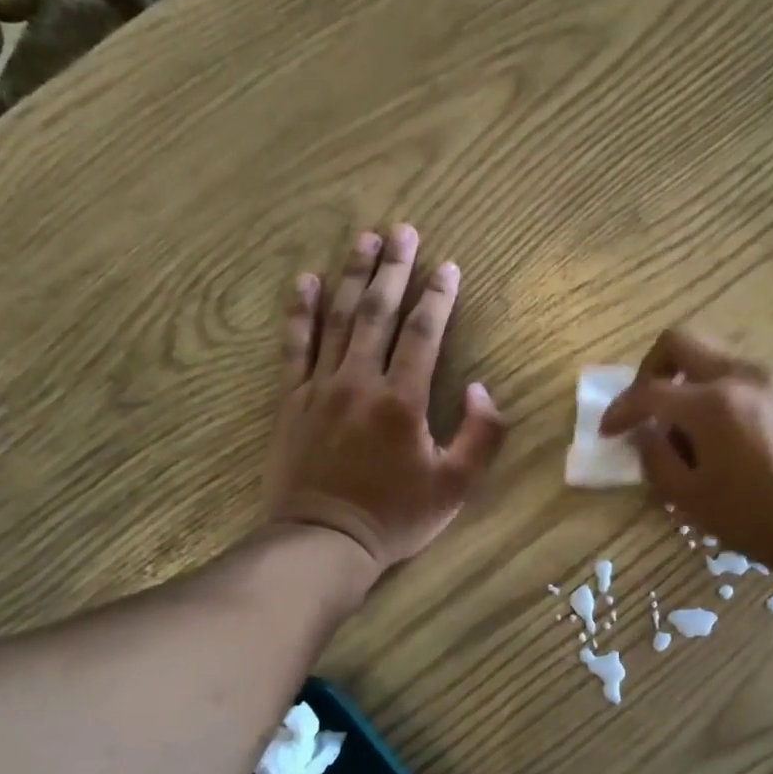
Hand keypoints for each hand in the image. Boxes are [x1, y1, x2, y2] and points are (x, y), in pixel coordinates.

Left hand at [263, 226, 506, 581]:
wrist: (323, 542)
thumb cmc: (395, 517)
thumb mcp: (456, 488)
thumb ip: (481, 436)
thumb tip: (481, 389)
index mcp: (403, 401)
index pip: (423, 334)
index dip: (438, 297)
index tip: (448, 266)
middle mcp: (359, 382)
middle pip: (377, 312)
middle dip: (393, 269)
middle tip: (402, 231)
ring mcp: (320, 388)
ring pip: (337, 319)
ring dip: (351, 276)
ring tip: (363, 240)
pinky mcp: (291, 401)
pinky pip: (294, 346)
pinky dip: (300, 312)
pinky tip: (305, 282)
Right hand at [599, 328, 772, 582]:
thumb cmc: (764, 521)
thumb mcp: (694, 502)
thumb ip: (657, 461)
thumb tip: (646, 434)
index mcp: (712, 404)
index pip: (649, 392)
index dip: (620, 410)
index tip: (608, 430)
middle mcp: (741, 376)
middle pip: (680, 342)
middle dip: (651, 370)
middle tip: (645, 407)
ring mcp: (772, 379)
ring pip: (712, 358)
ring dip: (687, 382)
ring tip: (686, 432)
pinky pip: (740, 376)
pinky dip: (716, 392)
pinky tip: (723, 435)